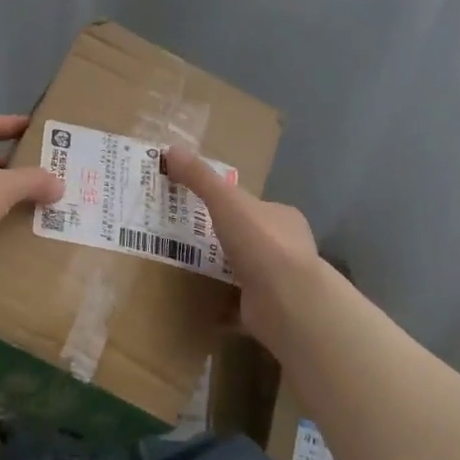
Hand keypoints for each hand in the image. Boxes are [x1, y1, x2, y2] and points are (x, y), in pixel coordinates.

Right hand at [162, 145, 321, 353]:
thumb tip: (171, 149)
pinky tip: (200, 303)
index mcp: (282, 217)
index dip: (229, 204)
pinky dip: (223, 303)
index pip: (254, 206)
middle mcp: (287, 247)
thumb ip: (199, 177)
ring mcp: (281, 281)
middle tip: (187, 237)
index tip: (200, 207)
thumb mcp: (225, 201)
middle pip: (249, 237)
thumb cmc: (261, 243)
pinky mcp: (270, 309)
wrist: (287, 301)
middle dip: (224, 238)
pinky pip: (241, 303)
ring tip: (189, 268)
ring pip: (246, 270)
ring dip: (223, 270)